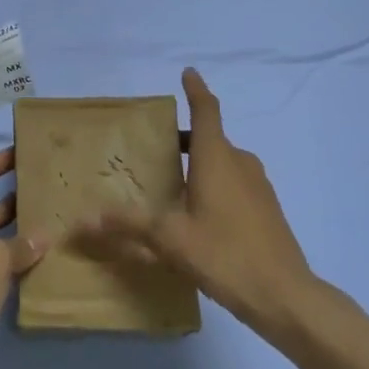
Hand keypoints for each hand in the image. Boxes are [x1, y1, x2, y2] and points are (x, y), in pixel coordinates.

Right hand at [73, 68, 312, 330]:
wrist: (285, 296)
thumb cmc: (224, 254)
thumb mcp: (169, 239)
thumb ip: (127, 225)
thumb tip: (82, 220)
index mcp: (217, 158)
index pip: (206, 111)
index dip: (196, 91)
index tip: (188, 73)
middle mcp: (240, 163)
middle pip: (211, 138)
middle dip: (185, 138)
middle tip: (156, 146)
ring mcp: (258, 186)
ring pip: (224, 162)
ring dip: (200, 163)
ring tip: (173, 182)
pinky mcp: (267, 209)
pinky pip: (235, 183)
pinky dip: (215, 184)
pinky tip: (199, 213)